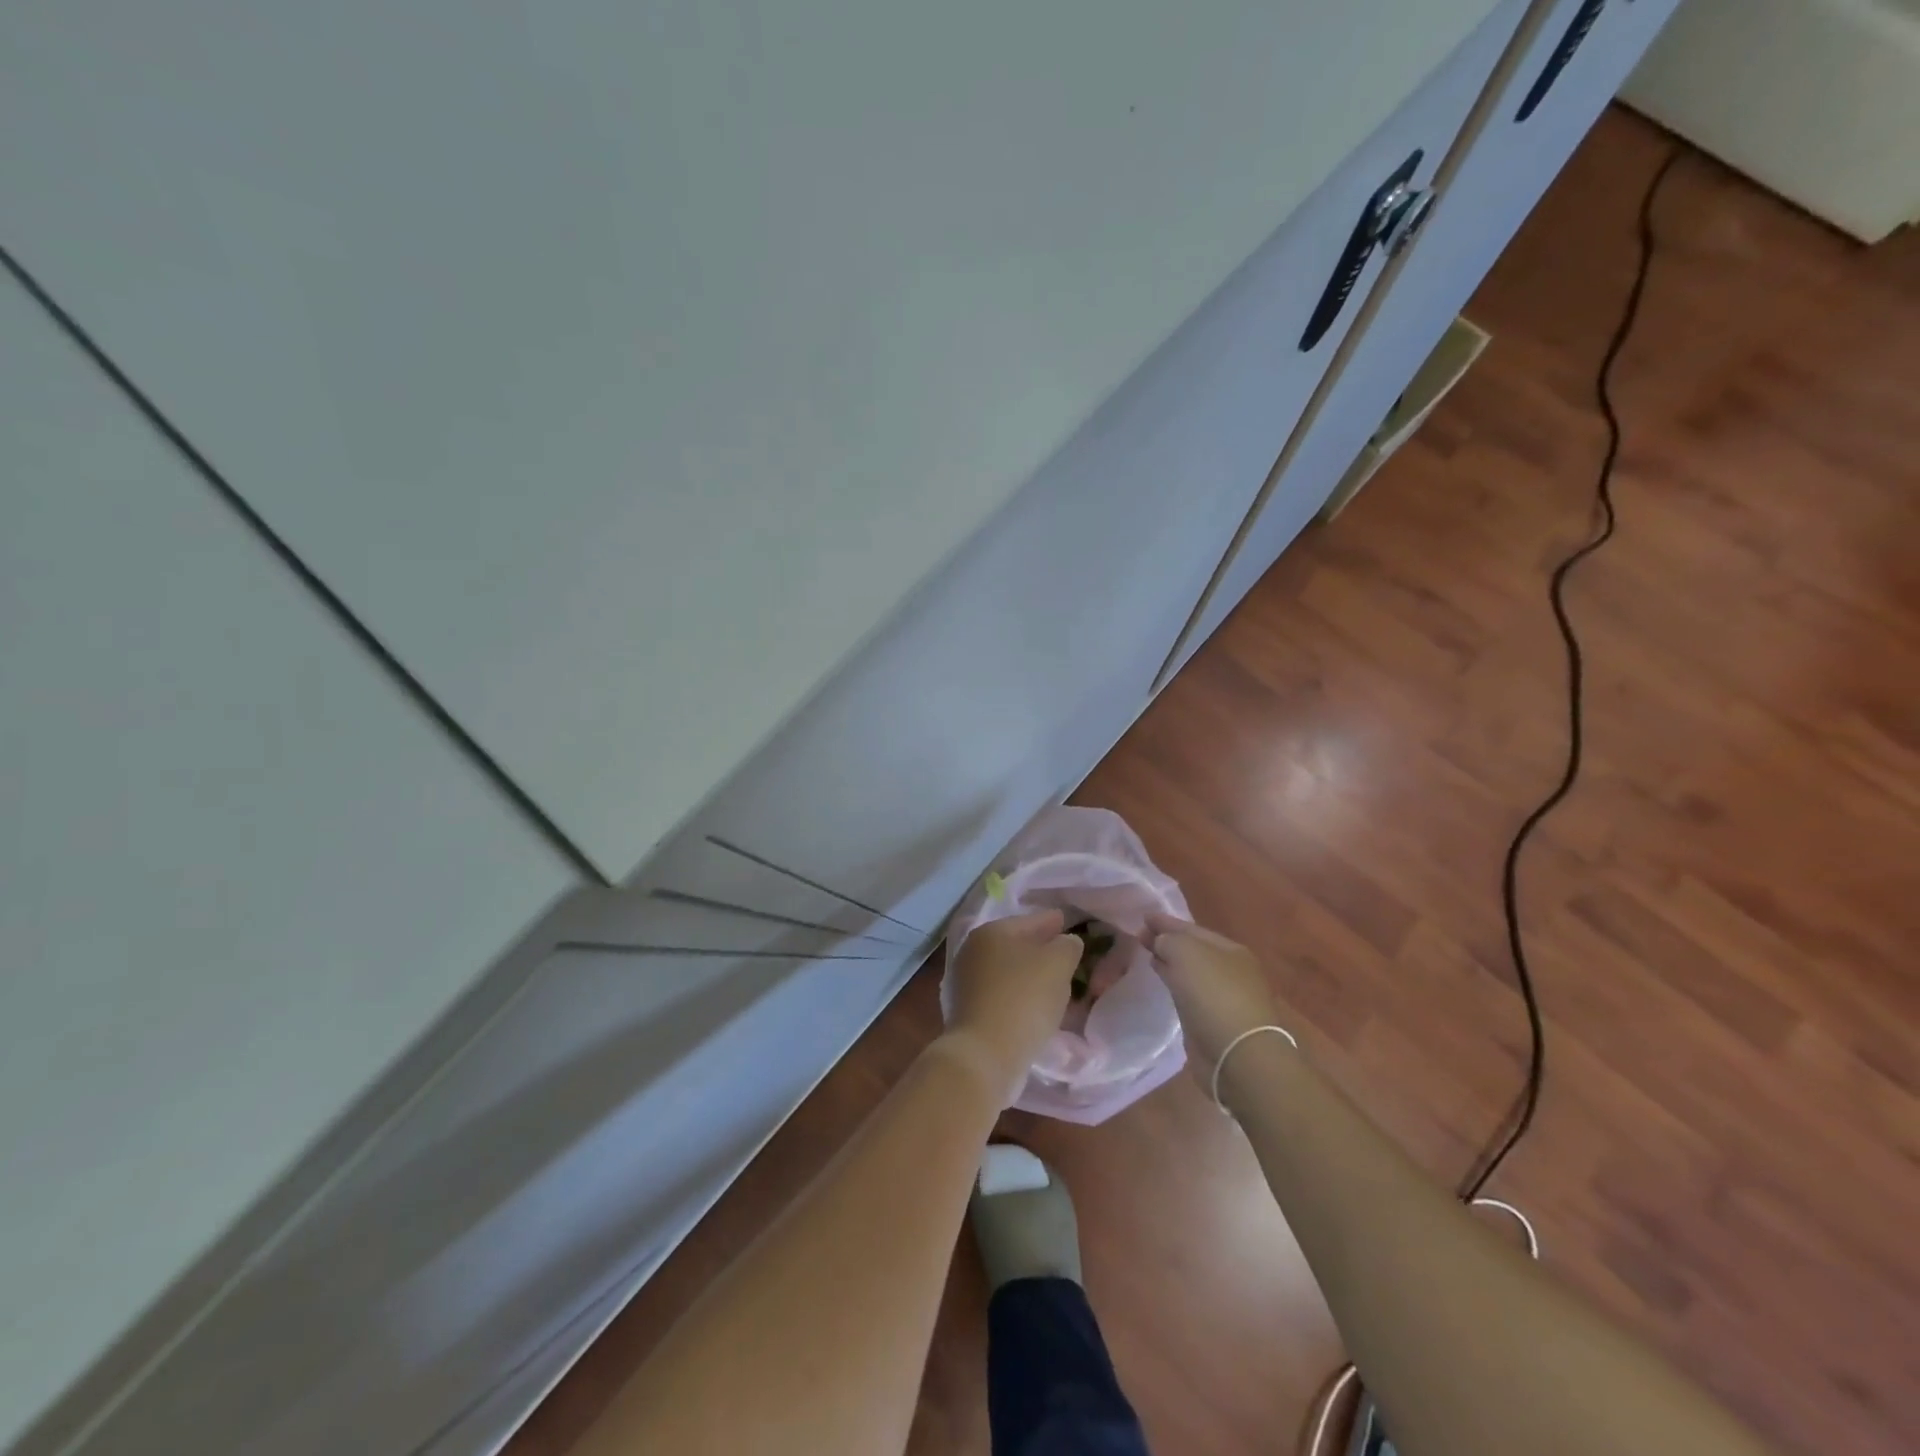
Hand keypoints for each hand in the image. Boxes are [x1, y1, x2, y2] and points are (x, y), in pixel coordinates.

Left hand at [943, 909, 1083, 1104]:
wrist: (985, 1055)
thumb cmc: (1023, 999)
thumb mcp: (1058, 964)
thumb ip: (1067, 946)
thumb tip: (1065, 942)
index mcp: (992, 932)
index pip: (1031, 920)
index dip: (1052, 921)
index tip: (1066, 922)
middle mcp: (973, 951)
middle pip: (1016, 945)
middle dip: (1040, 949)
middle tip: (1064, 955)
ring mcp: (966, 982)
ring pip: (1008, 971)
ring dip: (1029, 975)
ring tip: (1053, 983)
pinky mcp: (967, 1011)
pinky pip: (1001, 994)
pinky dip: (1018, 995)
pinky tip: (1034, 1005)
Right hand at [1142, 913, 1280, 1076]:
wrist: (1237, 1056)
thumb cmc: (1214, 995)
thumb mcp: (1186, 953)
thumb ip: (1168, 940)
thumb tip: (1159, 941)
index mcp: (1230, 950)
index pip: (1192, 928)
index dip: (1166, 922)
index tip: (1143, 917)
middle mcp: (1231, 971)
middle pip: (1193, 950)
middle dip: (1168, 941)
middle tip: (1141, 936)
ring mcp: (1224, 997)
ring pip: (1191, 972)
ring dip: (1170, 963)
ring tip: (1149, 956)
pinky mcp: (1214, 1022)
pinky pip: (1189, 994)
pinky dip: (1175, 985)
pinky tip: (1164, 983)